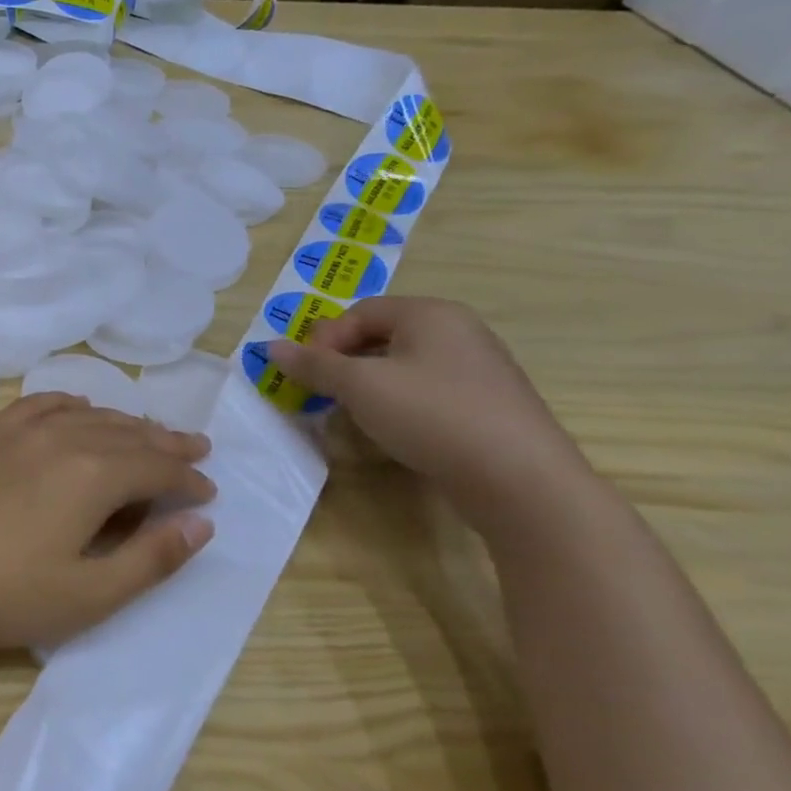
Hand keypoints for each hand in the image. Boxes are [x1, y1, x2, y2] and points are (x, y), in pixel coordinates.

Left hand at [0, 394, 214, 652]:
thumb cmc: (4, 595)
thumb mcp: (89, 594)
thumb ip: (151, 558)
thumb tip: (201, 524)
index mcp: (92, 474)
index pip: (157, 468)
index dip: (188, 480)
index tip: (209, 492)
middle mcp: (61, 438)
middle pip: (127, 433)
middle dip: (166, 443)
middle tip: (196, 449)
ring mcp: (18, 431)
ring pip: (87, 415)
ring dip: (124, 423)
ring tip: (148, 432)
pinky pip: (39, 405)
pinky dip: (68, 404)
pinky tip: (78, 409)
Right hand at [266, 296, 587, 510]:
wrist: (520, 479)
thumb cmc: (432, 416)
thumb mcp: (359, 386)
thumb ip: (313, 364)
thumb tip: (270, 347)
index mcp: (430, 314)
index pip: (359, 311)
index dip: (325, 339)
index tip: (309, 374)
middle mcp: (458, 331)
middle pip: (381, 335)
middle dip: (344, 362)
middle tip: (324, 393)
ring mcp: (478, 368)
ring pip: (403, 365)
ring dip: (368, 385)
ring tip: (354, 414)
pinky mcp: (487, 403)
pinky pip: (428, 390)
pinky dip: (400, 402)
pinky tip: (395, 430)